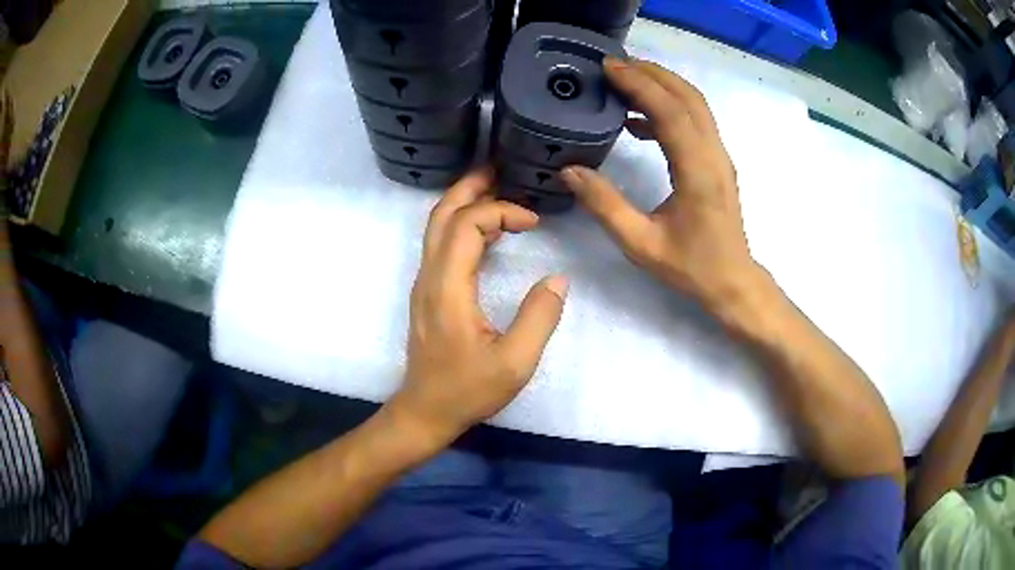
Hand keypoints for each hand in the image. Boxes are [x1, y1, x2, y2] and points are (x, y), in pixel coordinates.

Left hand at [391, 168, 567, 446]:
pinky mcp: (429, 292)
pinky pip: (441, 244)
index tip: (534, 223)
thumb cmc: (468, 390)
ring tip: (499, 190)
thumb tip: (557, 279)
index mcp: (448, 287)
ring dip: (465, 202)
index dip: (501, 211)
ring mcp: (425, 283)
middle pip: (442, 213)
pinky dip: (463, 224)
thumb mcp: (515, 363)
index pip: (467, 225)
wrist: (425, 410)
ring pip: (437, 226)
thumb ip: (539, 318)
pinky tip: (489, 232)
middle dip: (471, 186)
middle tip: (503, 169)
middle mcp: (430, 276)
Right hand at [561, 57, 760, 313]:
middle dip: (652, 73)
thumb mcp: (640, 243)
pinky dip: (669, 108)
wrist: (733, 282)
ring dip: (662, 86)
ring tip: (624, 82)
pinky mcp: (717, 162)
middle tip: (614, 65)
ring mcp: (719, 157)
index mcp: (697, 171)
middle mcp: (713, 155)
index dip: (640, 85)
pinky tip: (639, 121)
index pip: (670, 112)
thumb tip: (570, 171)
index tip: (609, 68)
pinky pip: (695, 122)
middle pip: (688, 97)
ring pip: (695, 105)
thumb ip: (604, 205)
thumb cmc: (691, 266)